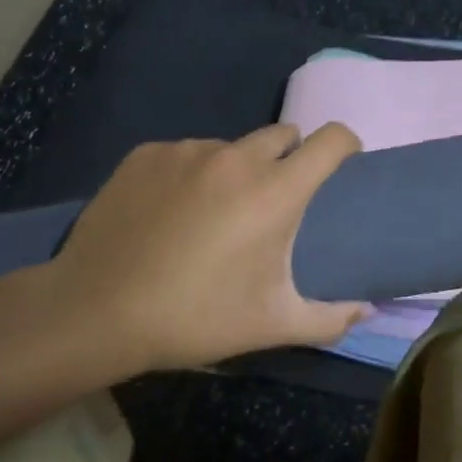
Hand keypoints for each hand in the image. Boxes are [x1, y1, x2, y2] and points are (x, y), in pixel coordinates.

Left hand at [37, 123, 372, 378]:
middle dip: (290, 158)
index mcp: (276, 191)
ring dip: (237, 169)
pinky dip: (190, 174)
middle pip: (283, 135)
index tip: (342, 167)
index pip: (331, 139)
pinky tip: (169, 212)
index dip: (345, 147)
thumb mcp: (271, 325)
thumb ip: (330, 318)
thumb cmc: (195, 318)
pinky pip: (186, 153)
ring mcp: (187, 150)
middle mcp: (236, 157)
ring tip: (214, 212)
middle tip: (273, 201)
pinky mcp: (146, 154)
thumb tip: (367, 310)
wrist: (94, 312)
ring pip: (232, 146)